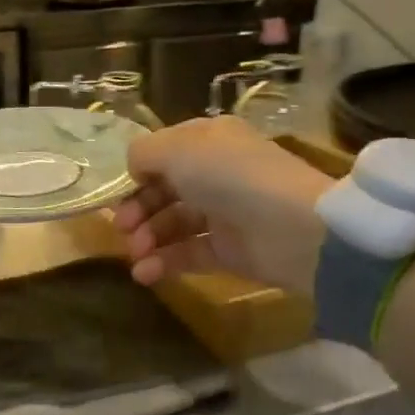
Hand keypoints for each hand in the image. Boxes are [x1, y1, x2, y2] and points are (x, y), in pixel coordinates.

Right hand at [112, 116, 333, 295]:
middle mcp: (215, 173)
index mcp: (207, 140)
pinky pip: (188, 254)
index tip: (120, 193)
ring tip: (136, 254)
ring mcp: (223, 213)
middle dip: (138, 209)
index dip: (138, 173)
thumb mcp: (178, 150)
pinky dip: (164, 262)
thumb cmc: (230, 176)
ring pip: (174, 224)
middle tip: (123, 229)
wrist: (294, 227)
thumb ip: (144, 154)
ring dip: (148, 238)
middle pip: (164, 191)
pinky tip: (144, 273)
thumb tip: (134, 169)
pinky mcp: (229, 251)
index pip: (163, 154)